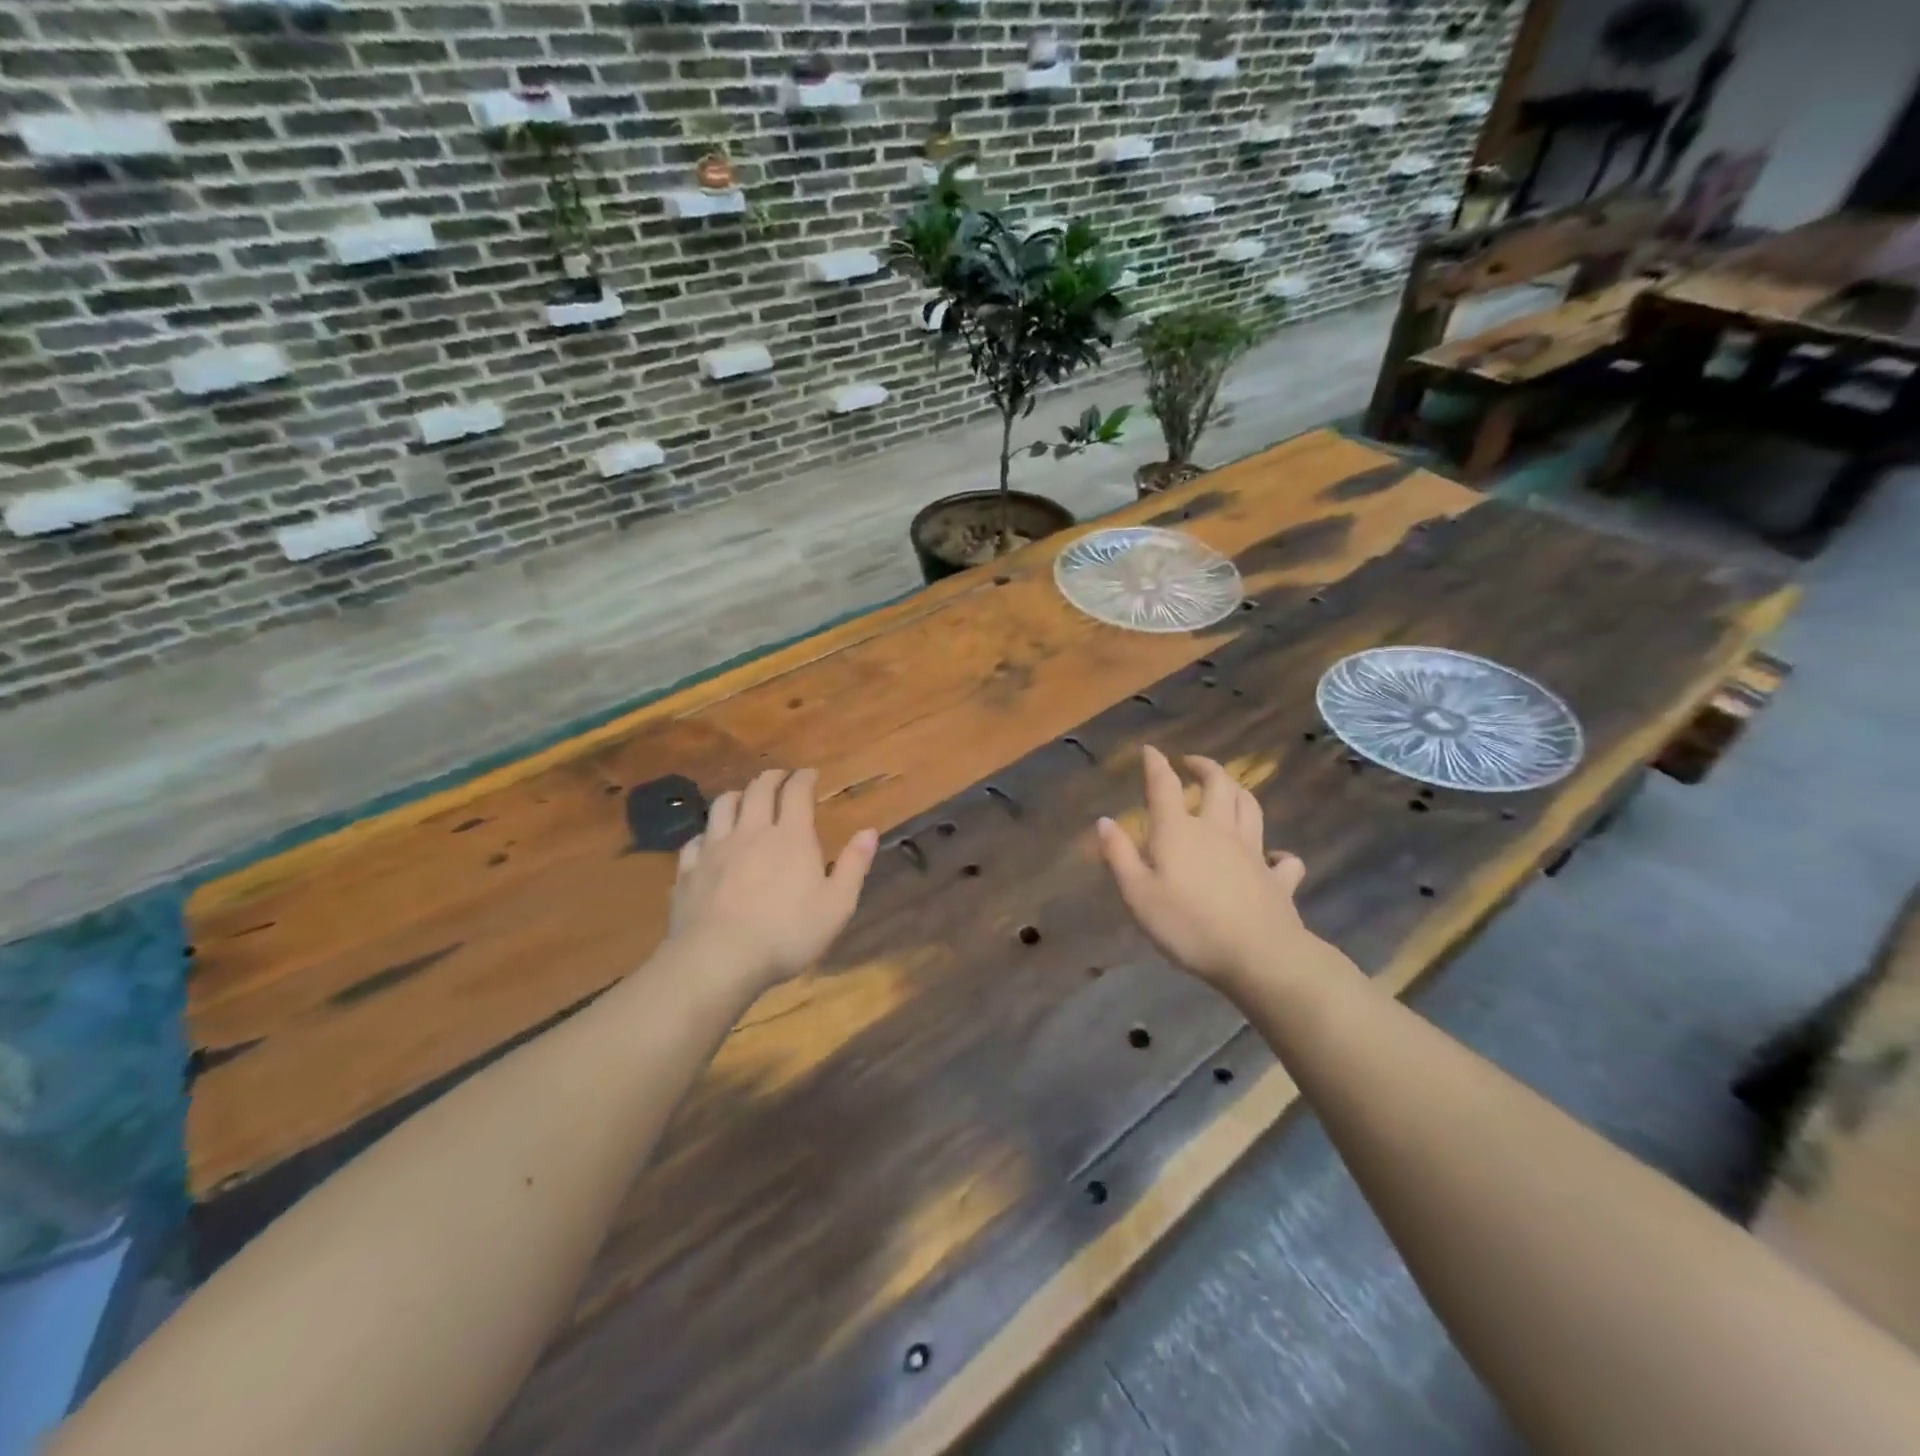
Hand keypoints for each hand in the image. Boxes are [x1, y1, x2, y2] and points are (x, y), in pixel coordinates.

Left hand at [669, 767, 878, 991]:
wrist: (718, 959)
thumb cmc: (787, 934)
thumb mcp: (836, 905)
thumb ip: (853, 865)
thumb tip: (869, 831)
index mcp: (790, 837)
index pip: (796, 792)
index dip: (804, 778)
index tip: (810, 774)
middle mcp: (751, 832)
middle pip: (758, 790)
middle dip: (772, 778)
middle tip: (780, 777)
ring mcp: (714, 849)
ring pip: (723, 806)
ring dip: (738, 795)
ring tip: (745, 799)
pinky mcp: (688, 870)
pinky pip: (695, 840)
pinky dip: (706, 833)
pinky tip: (709, 841)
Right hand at [1096, 746, 1332, 995]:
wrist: (1259, 956)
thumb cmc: (1188, 926)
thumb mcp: (1138, 895)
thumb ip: (1119, 856)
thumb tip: (1104, 821)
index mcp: (1179, 832)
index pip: (1164, 786)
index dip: (1156, 764)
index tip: (1150, 750)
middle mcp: (1218, 831)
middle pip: (1218, 784)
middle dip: (1205, 766)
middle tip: (1192, 763)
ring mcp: (1253, 853)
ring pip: (1250, 808)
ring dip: (1239, 791)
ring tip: (1229, 788)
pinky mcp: (1278, 880)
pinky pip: (1284, 860)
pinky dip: (1279, 854)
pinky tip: (1275, 857)